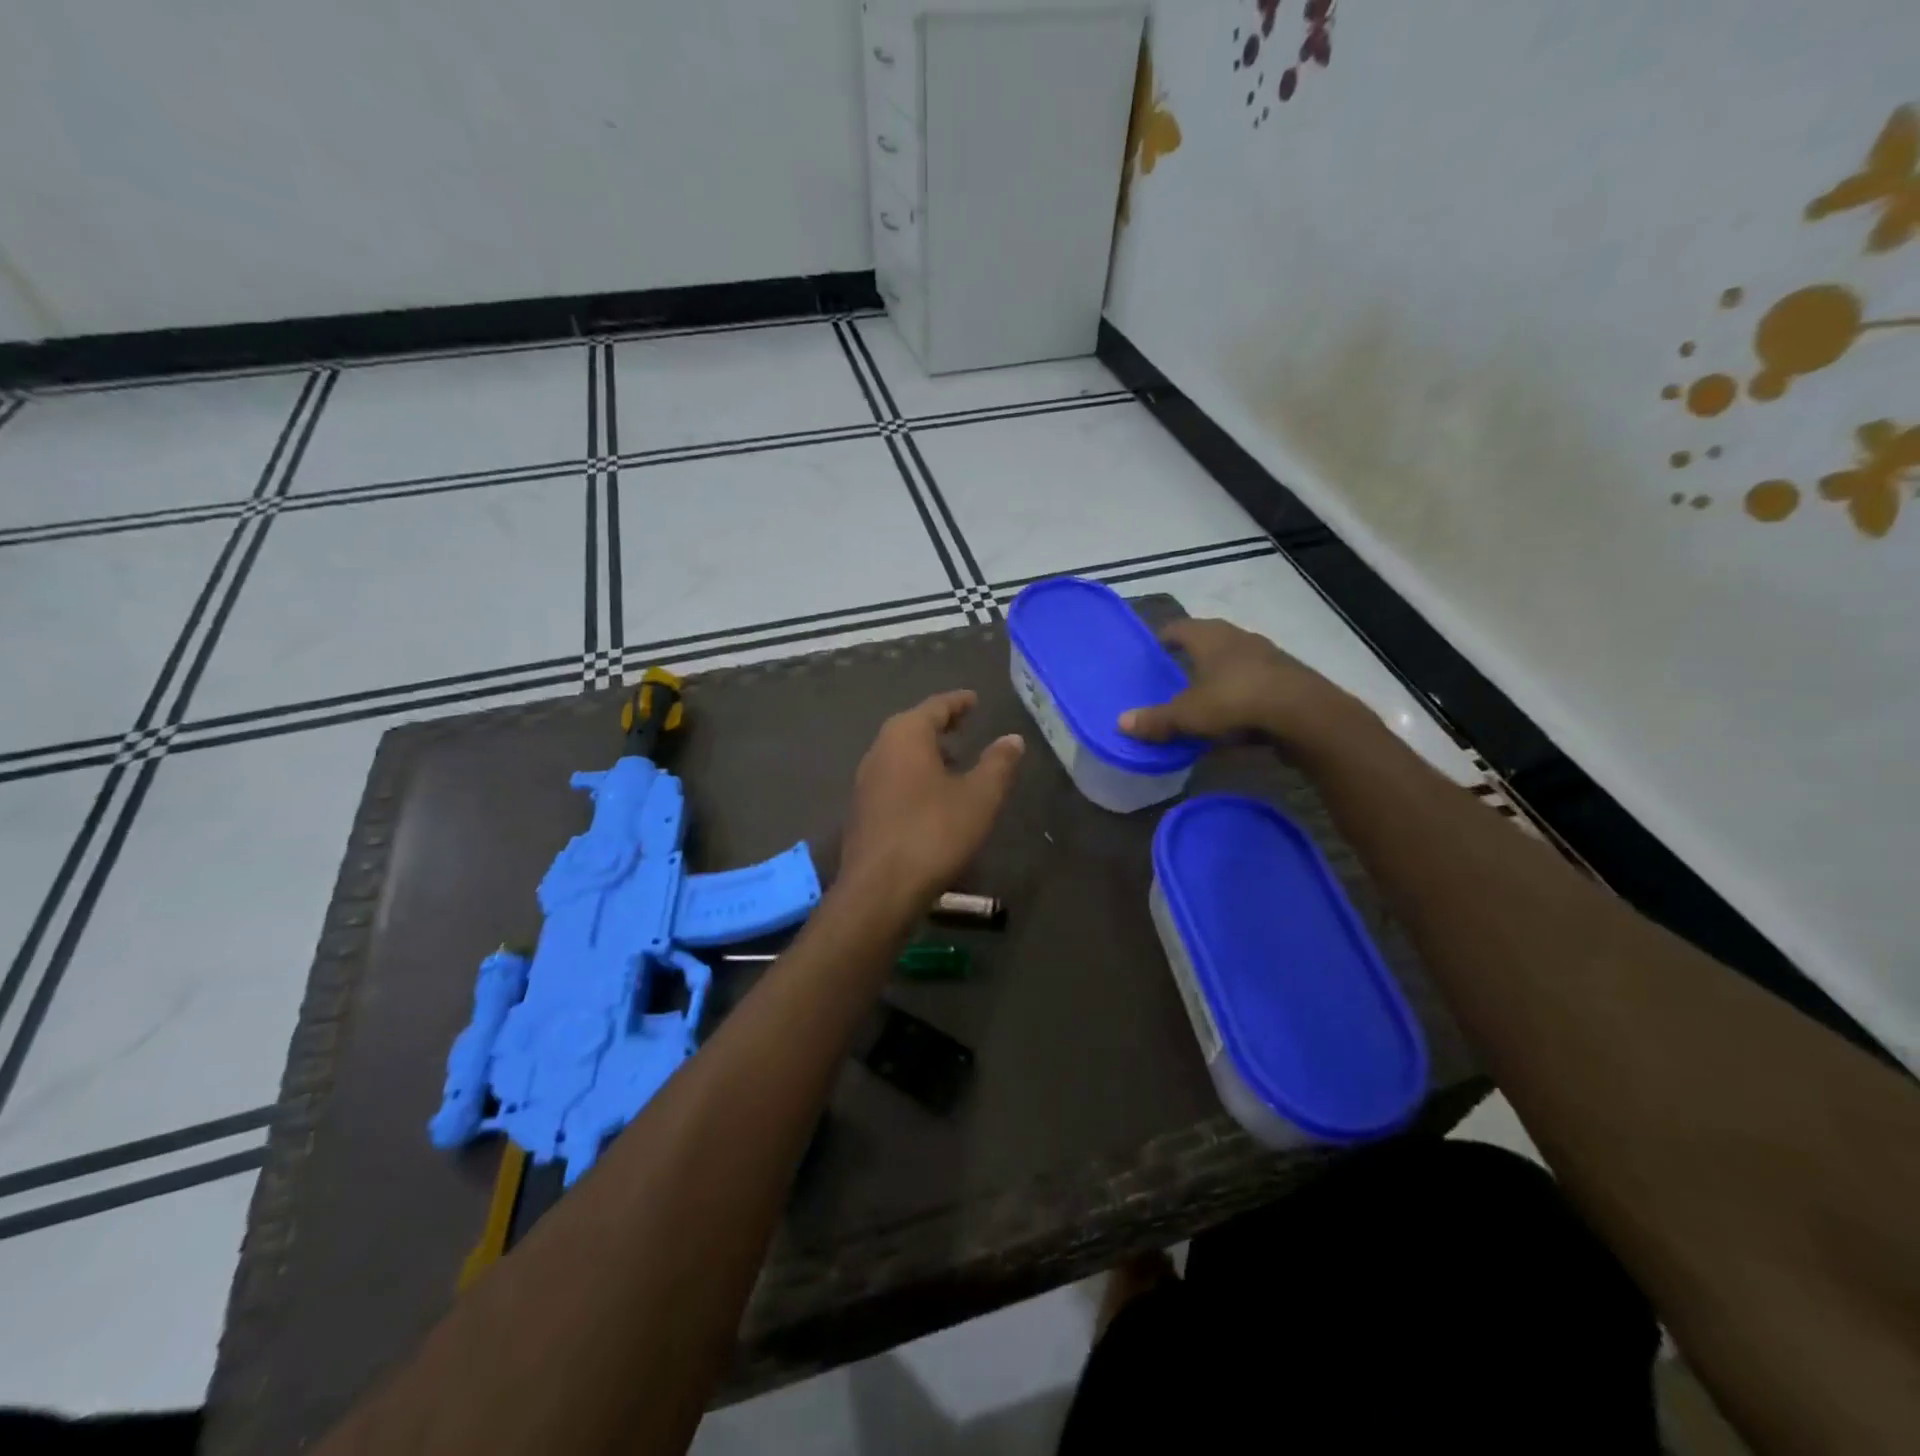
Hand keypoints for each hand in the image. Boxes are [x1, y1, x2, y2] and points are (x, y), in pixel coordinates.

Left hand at [840, 691, 1024, 908]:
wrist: (879, 889)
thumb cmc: (933, 833)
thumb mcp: (979, 797)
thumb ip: (998, 764)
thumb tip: (1013, 738)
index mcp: (905, 736)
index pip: (935, 707)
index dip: (958, 702)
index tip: (974, 700)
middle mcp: (879, 750)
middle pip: (912, 727)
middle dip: (939, 725)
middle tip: (964, 724)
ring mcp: (866, 781)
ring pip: (900, 754)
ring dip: (926, 752)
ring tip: (954, 761)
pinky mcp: (862, 810)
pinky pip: (893, 779)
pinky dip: (915, 775)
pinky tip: (931, 796)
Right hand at [1117, 618, 1367, 751]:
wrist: (1304, 714)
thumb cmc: (1235, 701)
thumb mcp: (1187, 715)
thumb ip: (1156, 719)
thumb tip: (1121, 723)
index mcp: (1210, 636)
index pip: (1179, 628)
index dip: (1164, 638)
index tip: (1152, 653)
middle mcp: (1238, 638)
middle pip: (1208, 641)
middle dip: (1191, 657)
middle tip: (1174, 677)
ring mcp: (1267, 656)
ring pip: (1234, 662)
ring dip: (1218, 677)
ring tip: (1202, 699)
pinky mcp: (1287, 679)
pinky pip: (1253, 684)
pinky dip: (1240, 696)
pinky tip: (1234, 718)